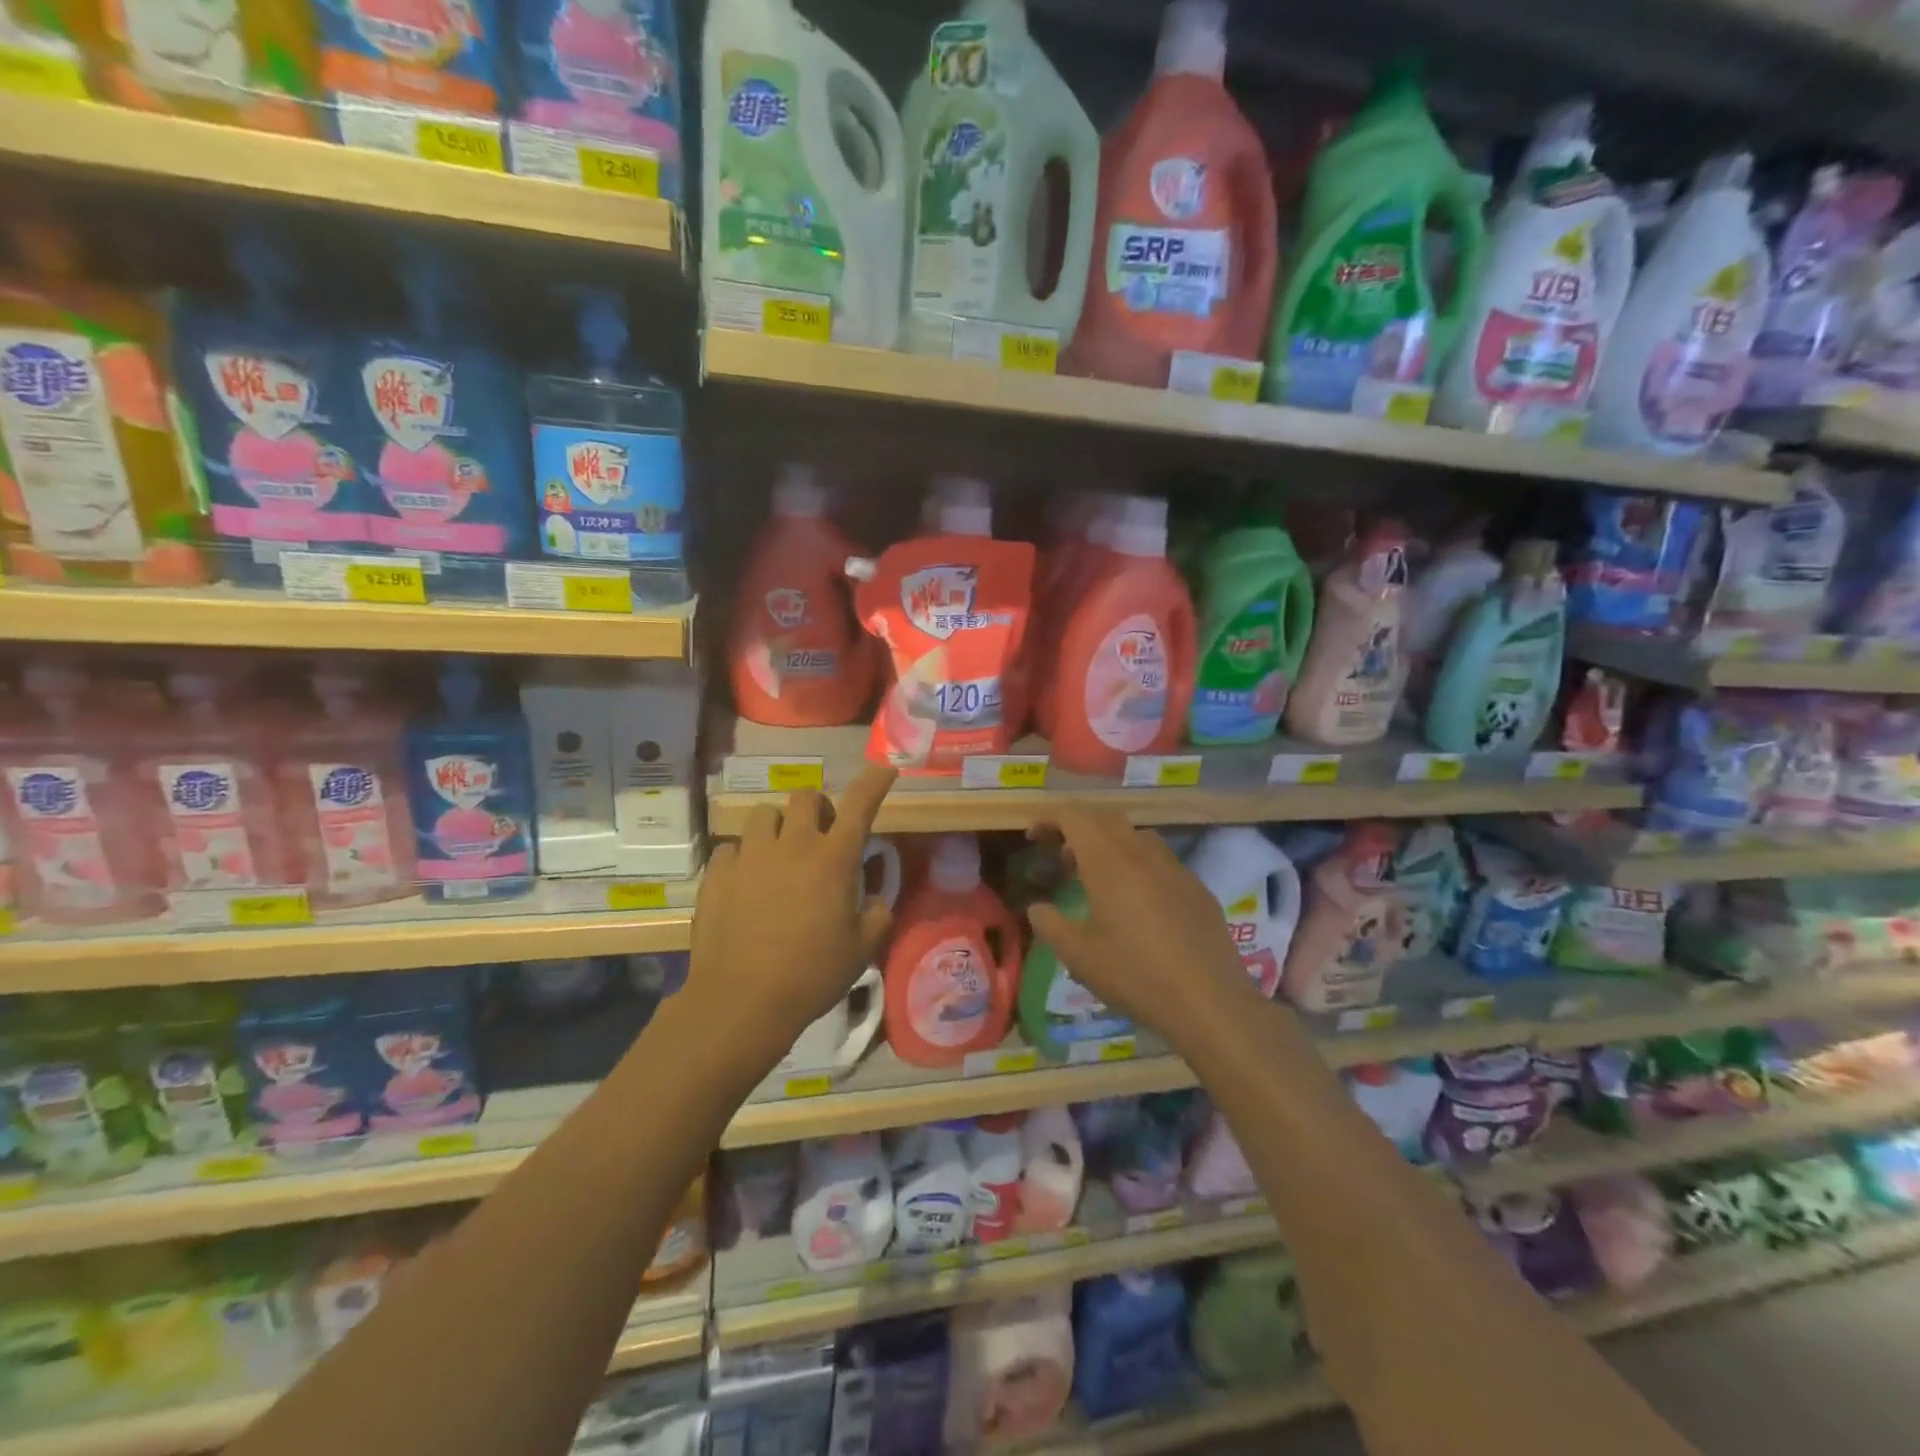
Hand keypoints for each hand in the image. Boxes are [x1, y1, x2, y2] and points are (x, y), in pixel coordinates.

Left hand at [687, 765, 896, 1066]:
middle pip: (804, 797)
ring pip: (763, 815)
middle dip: (816, 809)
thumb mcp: (861, 949)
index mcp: (834, 858)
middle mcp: (792, 845)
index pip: (860, 804)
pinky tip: (745, 883)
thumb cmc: (812, 974)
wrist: (742, 1000)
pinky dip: (743, 858)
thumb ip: (877, 915)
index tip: (885, 769)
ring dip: (777, 828)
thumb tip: (875, 900)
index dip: (875, 782)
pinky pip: (731, 848)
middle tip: (819, 837)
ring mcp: (751, 855)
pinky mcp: (717, 873)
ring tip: (778, 856)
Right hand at [1025, 807, 1262, 1052]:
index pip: (1074, 816)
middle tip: (1062, 858)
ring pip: (1136, 836)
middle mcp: (1142, 853)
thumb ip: (1050, 925)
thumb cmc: (1135, 976)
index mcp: (1109, 862)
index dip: (1049, 818)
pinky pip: (1161, 860)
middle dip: (1079, 828)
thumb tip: (1037, 907)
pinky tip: (1138, 904)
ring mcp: (1175, 868)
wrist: (1210, 1002)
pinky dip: (1138, 865)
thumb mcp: (1079, 956)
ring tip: (1098, 878)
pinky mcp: (1197, 888)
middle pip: (1105, 819)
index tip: (1033, 837)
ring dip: (1110, 844)